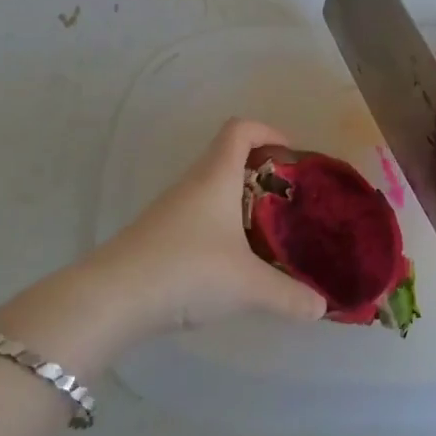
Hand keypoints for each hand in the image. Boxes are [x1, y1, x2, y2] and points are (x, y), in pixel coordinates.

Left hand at [93, 117, 328, 332]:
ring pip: (212, 189)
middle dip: (262, 172)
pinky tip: (230, 261)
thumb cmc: (187, 270)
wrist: (112, 299)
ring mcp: (171, 209)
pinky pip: (197, 215)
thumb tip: (322, 307)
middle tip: (287, 201)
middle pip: (228, 157)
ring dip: (240, 201)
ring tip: (265, 233)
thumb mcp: (247, 285)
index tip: (291, 155)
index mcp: (216, 176)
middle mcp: (193, 183)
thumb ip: (289, 295)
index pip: (241, 129)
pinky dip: (219, 225)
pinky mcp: (158, 235)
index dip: (268, 131)